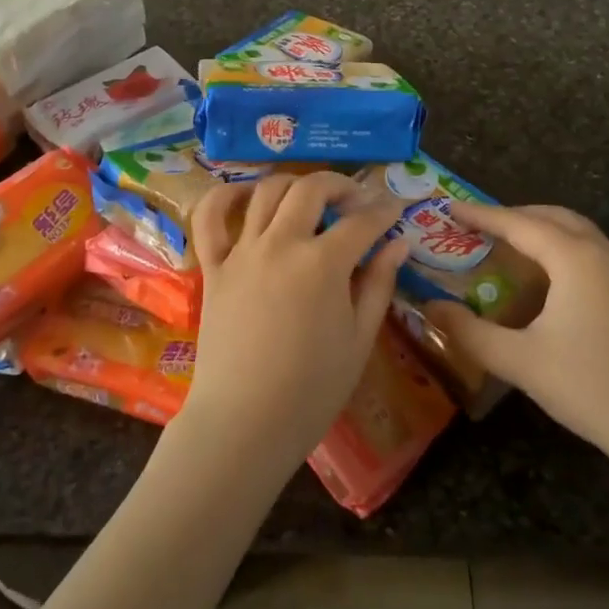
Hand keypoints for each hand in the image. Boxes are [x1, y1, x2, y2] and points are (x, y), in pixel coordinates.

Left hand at [178, 174, 408, 477]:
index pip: (361, 222)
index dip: (384, 211)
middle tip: (356, 200)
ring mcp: (242, 252)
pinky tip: (245, 195)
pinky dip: (225, 196)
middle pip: (311, 190)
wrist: (245, 423)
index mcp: (323, 264)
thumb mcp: (359, 340)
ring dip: (294, 184)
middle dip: (340, 185)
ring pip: (266, 192)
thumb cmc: (312, 390)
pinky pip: (209, 218)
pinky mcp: (213, 267)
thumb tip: (400, 242)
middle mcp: (281, 244)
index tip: (396, 209)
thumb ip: (379, 283)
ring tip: (310, 198)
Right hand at [423, 202, 608, 473]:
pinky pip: (595, 252)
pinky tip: (553, 280)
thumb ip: (469, 332)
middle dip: (513, 216)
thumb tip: (429, 308)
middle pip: (552, 217)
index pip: (517, 223)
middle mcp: (605, 252)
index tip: (448, 208)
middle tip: (478, 226)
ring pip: (578, 232)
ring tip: (510, 246)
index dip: (480, 215)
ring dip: (542, 230)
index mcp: (575, 258)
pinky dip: (565, 249)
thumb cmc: (592, 388)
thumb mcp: (520, 361)